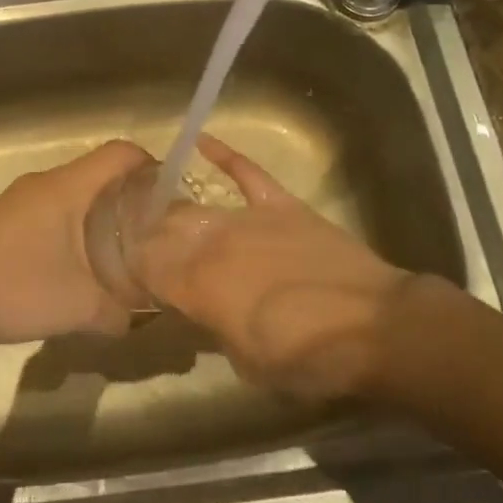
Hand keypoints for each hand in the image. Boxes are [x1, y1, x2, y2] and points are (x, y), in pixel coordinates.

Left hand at [0, 140, 151, 356]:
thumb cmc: (15, 291)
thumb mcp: (79, 308)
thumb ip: (121, 313)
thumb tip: (143, 319)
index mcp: (65, 188)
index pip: (120, 153)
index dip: (152, 166)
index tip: (172, 198)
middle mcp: (45, 182)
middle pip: (100, 170)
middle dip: (132, 194)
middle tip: (155, 229)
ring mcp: (22, 198)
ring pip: (77, 189)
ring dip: (103, 209)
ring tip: (124, 246)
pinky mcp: (9, 216)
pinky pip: (56, 204)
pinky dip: (78, 220)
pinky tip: (82, 259)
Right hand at [134, 135, 422, 399]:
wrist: (374, 328)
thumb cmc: (308, 359)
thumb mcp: (249, 362)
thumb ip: (216, 328)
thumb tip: (202, 308)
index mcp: (201, 289)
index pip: (150, 269)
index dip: (136, 268)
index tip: (128, 271)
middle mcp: (215, 247)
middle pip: (167, 234)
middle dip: (148, 238)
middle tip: (140, 242)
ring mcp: (249, 220)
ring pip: (199, 208)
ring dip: (174, 209)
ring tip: (156, 205)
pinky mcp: (281, 206)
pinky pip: (247, 173)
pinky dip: (225, 156)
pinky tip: (200, 140)